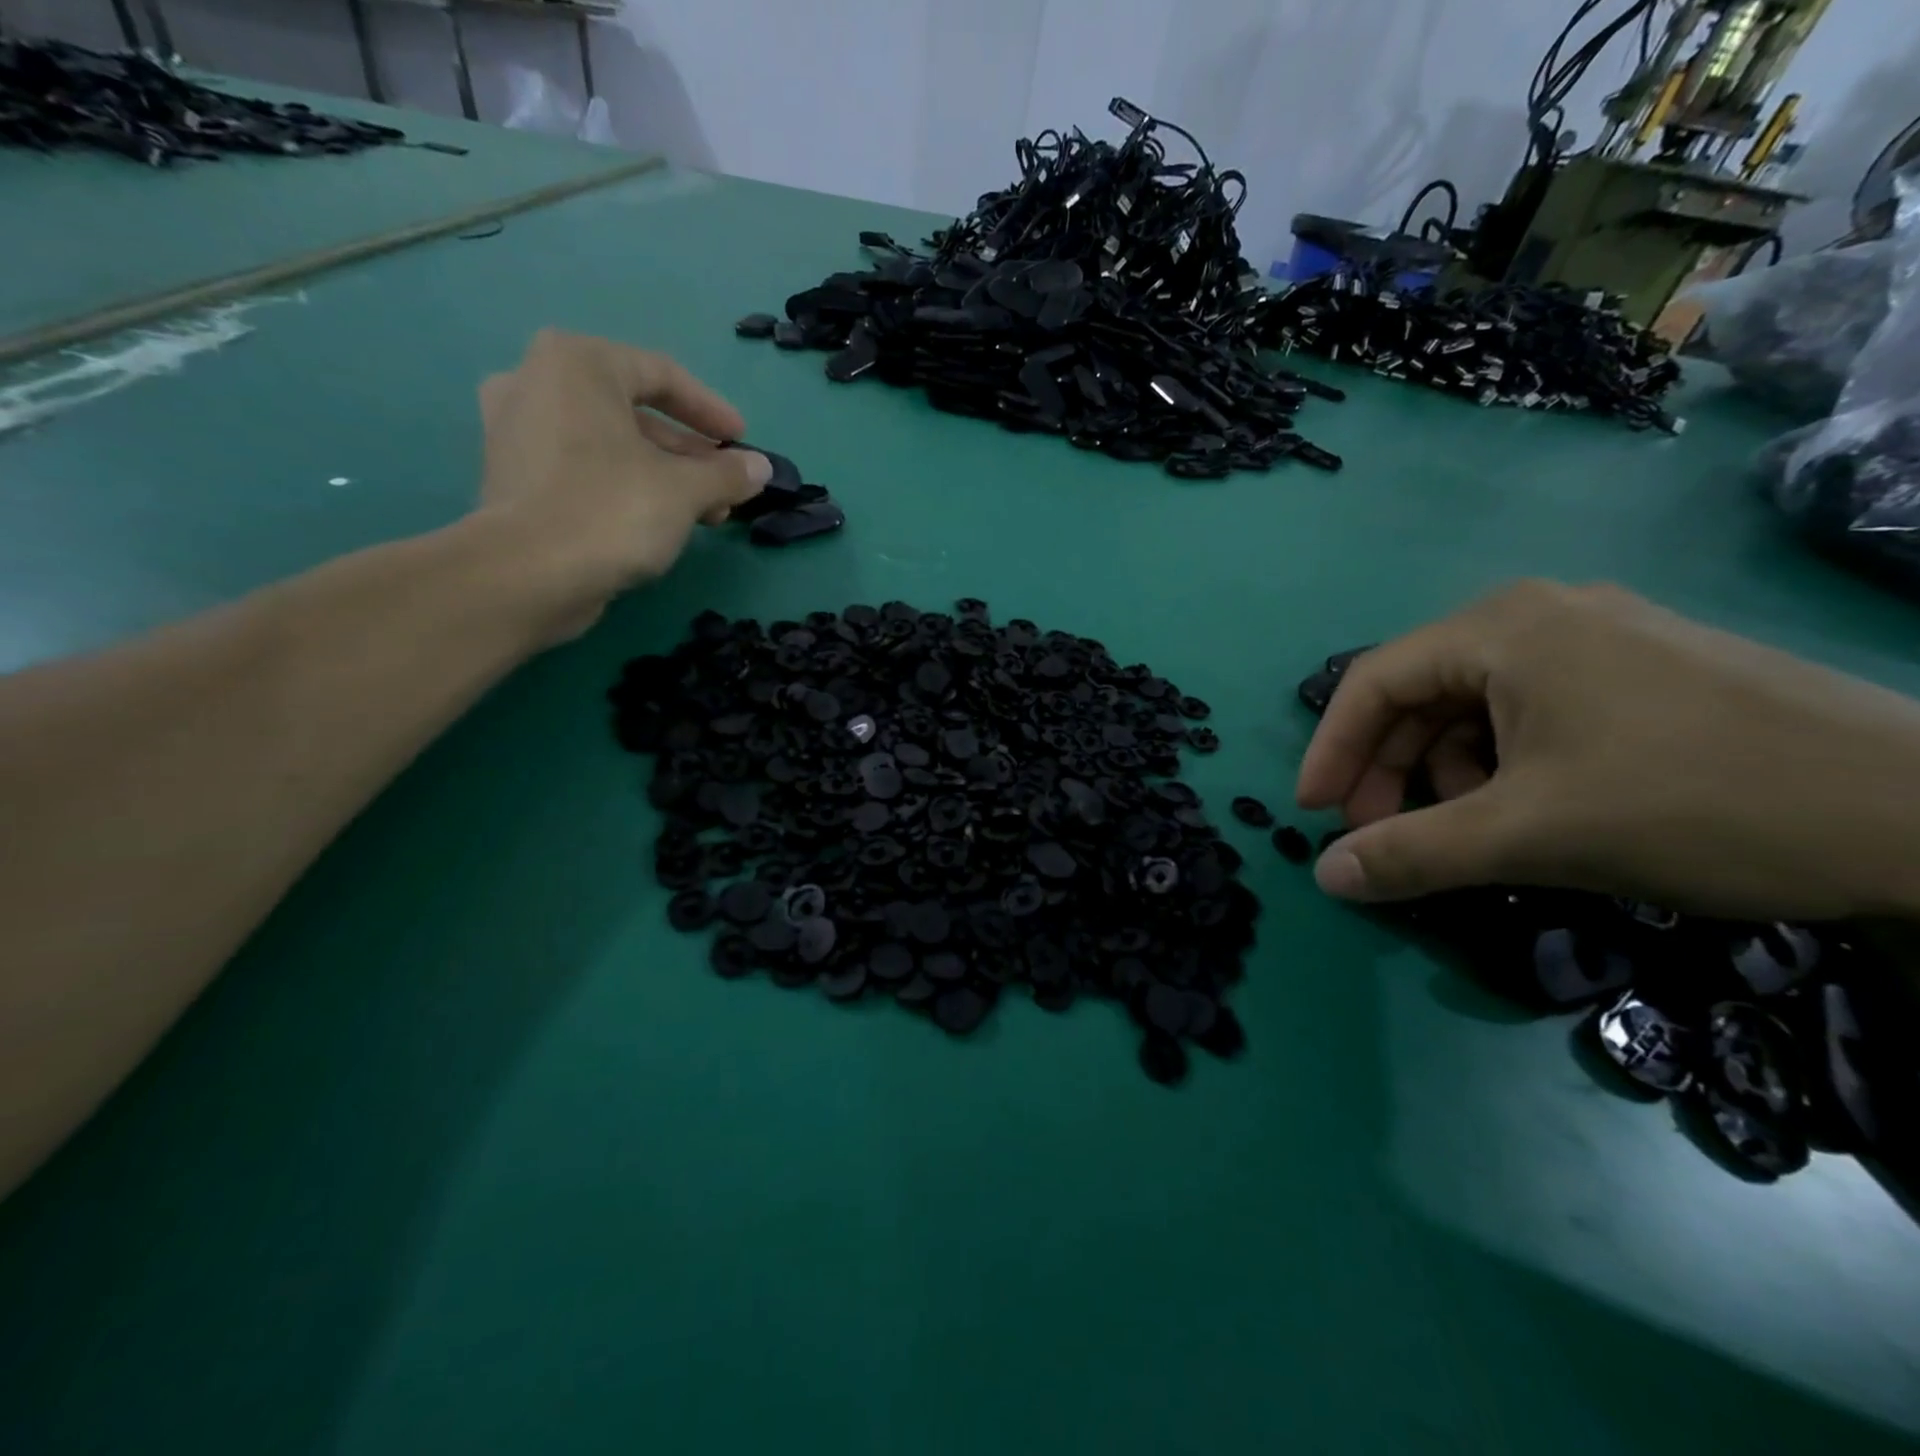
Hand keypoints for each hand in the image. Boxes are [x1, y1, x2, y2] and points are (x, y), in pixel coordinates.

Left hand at [475, 329, 771, 640]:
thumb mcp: (686, 490)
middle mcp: (537, 382)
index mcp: (576, 363)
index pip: (660, 373)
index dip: (711, 410)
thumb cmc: (612, 510)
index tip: (743, 440)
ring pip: (610, 444)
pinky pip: (584, 468)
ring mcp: (516, 430)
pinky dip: (625, 486)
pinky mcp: (513, 477)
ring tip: (705, 513)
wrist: (527, 575)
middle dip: (689, 453)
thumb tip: (760, 468)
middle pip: (634, 411)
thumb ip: (728, 473)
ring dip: (664, 475)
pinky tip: (659, 521)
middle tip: (726, 485)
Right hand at [1296, 580, 1919, 920]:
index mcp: (1502, 628)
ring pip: (1474, 706)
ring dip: (1445, 772)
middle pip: (1421, 693)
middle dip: (1390, 769)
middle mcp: (1539, 615)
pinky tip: (1525, 809)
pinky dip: (1501, 763)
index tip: (1313, 815)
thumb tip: (1326, 877)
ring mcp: (1597, 638)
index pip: (1373, 682)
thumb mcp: (1530, 835)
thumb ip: (1412, 854)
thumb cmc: (1696, 804)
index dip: (1332, 751)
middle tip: (1385, 835)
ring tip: (1467, 831)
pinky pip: (1530, 710)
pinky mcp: (1640, 671)